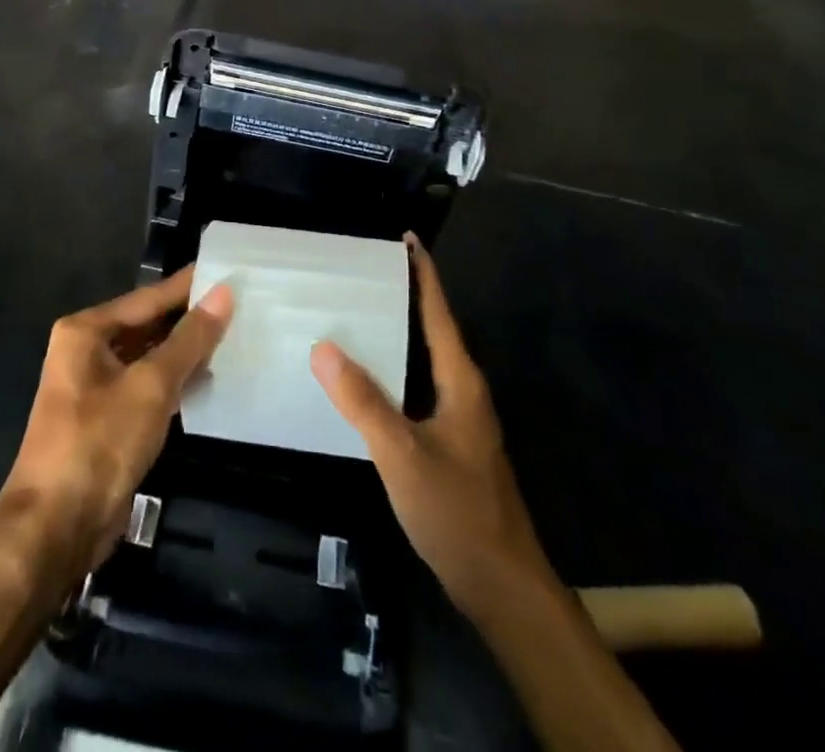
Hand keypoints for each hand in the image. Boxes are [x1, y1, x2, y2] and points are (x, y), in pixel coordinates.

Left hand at [0, 268, 233, 575]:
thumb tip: (224, 293)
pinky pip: (147, 386)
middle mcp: (86, 351)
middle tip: (241, 303)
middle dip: (190, 318)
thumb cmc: (99, 443)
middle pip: (148, 325)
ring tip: (236, 334)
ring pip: (149, 357)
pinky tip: (210, 378)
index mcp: (86, 331)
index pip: (149, 298)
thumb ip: (189, 338)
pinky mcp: (107, 420)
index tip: (228, 269)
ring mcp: (95, 387)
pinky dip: (175, 381)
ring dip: (186, 351)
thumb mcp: (151, 385)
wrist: (55, 529)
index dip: (189, 285)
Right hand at [310, 235, 550, 620]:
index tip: (405, 238)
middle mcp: (463, 390)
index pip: (439, 312)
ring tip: (355, 315)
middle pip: (432, 330)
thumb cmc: (457, 511)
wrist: (501, 586)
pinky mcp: (449, 443)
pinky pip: (416, 389)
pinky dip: (393, 372)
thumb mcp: (402, 454)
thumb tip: (323, 346)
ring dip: (396, 334)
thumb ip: (363, 401)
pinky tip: (365, 381)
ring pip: (424, 361)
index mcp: (460, 381)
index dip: (423, 273)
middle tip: (361, 272)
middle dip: (403, 297)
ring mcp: (458, 419)